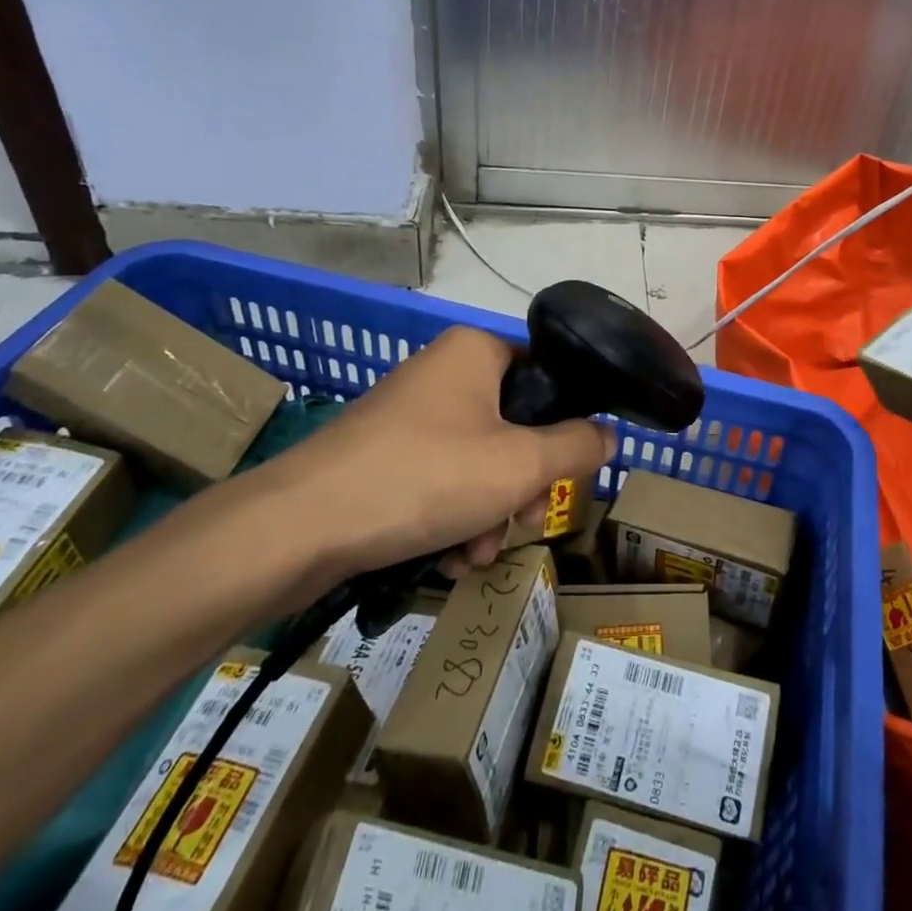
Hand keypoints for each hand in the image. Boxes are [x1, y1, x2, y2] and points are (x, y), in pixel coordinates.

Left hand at [244, 326, 614, 594]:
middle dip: (519, 486)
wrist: (300, 526)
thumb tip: (611, 434)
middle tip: (516, 522)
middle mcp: (441, 372)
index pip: (544, 377)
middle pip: (512, 427)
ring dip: (487, 512)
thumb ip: (578, 447)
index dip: (562, 427)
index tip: (560, 474)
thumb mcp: (520, 465)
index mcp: (475, 352)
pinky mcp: (380, 455)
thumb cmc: (425, 477)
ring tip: (473, 554)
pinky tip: (446, 559)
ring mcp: (406, 414)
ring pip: (476, 461)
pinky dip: (450, 518)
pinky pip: (438, 479)